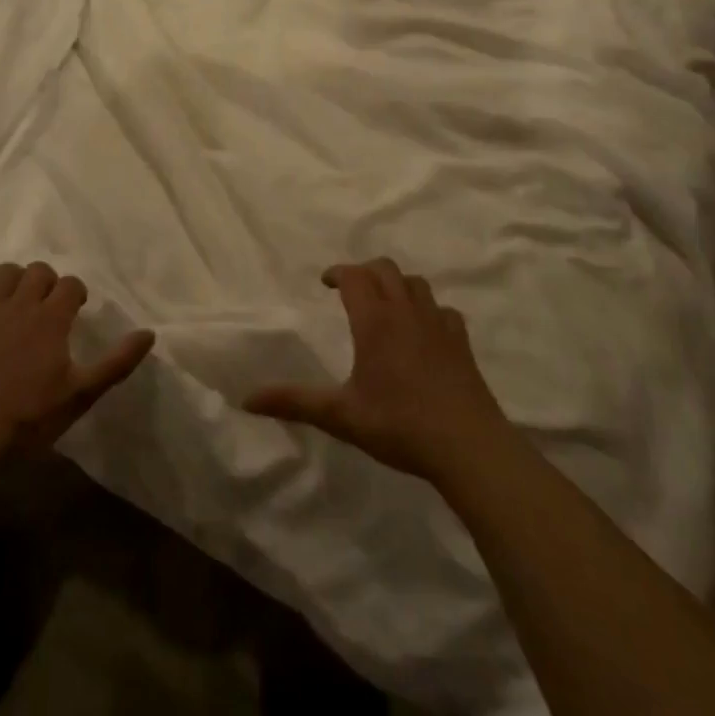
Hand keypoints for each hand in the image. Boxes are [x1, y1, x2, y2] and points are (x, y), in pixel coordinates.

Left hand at [0, 262, 154, 464]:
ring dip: (14, 279)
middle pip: (37, 271)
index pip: (70, 284)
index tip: (77, 309)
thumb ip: (116, 362)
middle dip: (47, 281)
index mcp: (51, 319)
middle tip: (50, 305)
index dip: (76, 292)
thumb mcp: (81, 394)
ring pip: (2, 273)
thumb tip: (149, 333)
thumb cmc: (28, 416)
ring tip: (19, 300)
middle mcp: (19, 305)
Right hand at [244, 259, 508, 486]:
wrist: (468, 446)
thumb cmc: (399, 425)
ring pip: (416, 283)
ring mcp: (438, 324)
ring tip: (384, 304)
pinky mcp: (461, 342)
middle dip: (364, 271)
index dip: (338, 272)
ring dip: (396, 284)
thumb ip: (294, 402)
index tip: (326, 282)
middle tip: (351, 290)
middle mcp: (406, 312)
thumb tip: (246, 399)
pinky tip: (423, 331)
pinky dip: (428, 309)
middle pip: (385, 269)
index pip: (354, 276)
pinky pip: (443, 310)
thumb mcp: (340, 416)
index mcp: (375, 321)